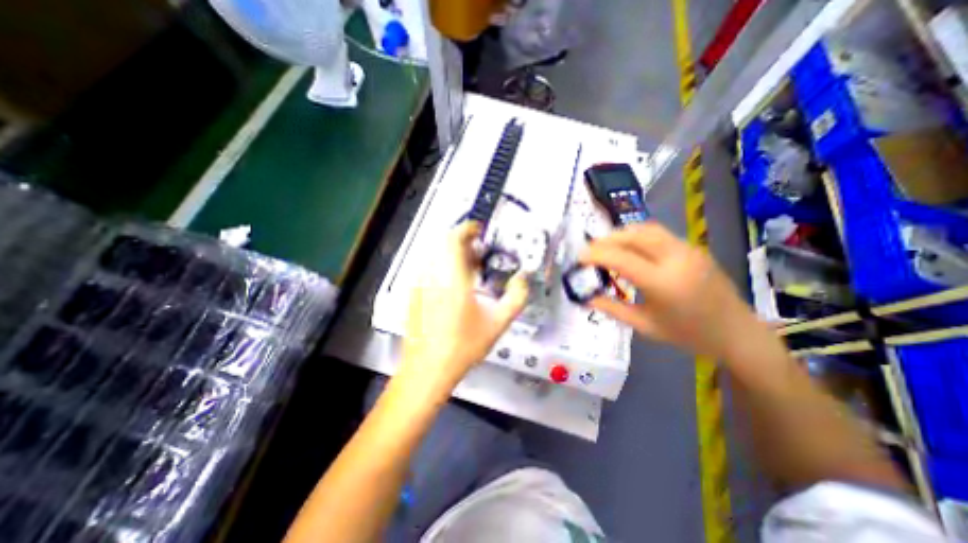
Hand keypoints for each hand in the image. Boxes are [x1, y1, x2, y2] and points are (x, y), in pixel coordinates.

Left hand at [400, 220, 528, 394]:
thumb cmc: (463, 346)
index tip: (478, 230)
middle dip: (463, 243)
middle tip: (479, 253)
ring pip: (436, 255)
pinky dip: (443, 266)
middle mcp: (432, 276)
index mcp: (452, 279)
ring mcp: (419, 284)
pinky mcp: (414, 293)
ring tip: (469, 269)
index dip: (466, 229)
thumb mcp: (497, 323)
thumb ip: (516, 297)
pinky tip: (454, 284)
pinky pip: (429, 268)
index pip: (454, 239)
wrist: (428, 369)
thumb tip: (522, 278)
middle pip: (444, 244)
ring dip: (453, 255)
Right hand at [583, 221, 755, 361]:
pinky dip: (637, 236)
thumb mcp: (645, 326)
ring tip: (606, 246)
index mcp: (663, 282)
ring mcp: (687, 250)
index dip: (595, 255)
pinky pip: (659, 234)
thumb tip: (586, 298)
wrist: (737, 333)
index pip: (620, 258)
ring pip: (646, 229)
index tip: (579, 258)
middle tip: (590, 250)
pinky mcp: (693, 248)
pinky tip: (629, 248)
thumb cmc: (688, 334)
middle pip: (633, 236)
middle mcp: (676, 259)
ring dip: (621, 234)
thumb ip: (612, 309)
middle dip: (606, 240)